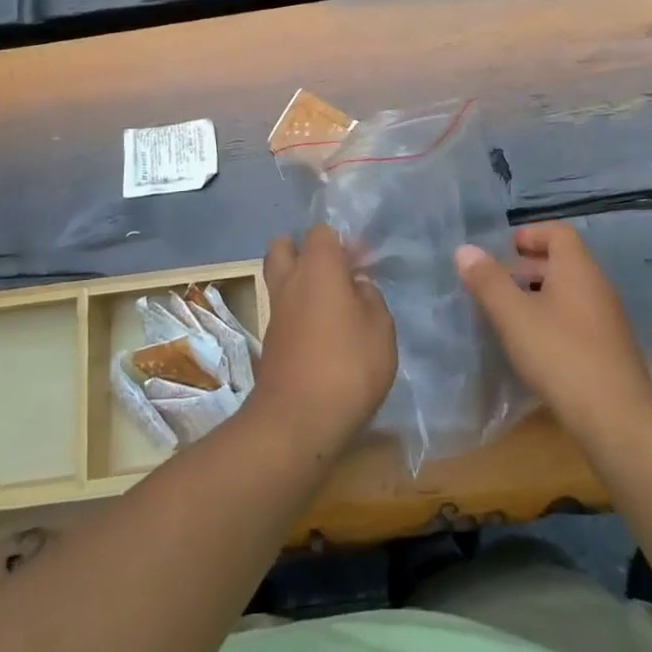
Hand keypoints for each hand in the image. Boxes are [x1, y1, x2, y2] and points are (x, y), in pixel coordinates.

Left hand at [255, 226, 396, 456]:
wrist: (298, 420)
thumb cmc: (348, 365)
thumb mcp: (381, 328)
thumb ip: (371, 298)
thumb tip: (357, 286)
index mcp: (318, 267)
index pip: (321, 232)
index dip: (342, 242)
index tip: (362, 263)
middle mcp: (290, 281)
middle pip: (285, 247)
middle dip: (306, 251)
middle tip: (335, 273)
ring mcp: (275, 311)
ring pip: (280, 279)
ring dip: (301, 283)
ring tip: (334, 304)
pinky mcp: (270, 340)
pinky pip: (283, 310)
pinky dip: (299, 311)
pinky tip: (324, 332)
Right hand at [456, 222, 651, 441]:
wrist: (617, 416)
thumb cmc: (561, 354)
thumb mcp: (514, 316)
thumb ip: (488, 281)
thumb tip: (465, 250)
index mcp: (577, 269)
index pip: (559, 233)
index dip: (531, 234)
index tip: (505, 248)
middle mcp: (597, 286)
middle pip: (564, 262)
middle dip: (529, 266)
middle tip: (498, 281)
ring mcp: (607, 319)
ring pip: (569, 292)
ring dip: (539, 294)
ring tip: (509, 313)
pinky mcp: (608, 348)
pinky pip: (576, 318)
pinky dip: (552, 319)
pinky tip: (533, 344)